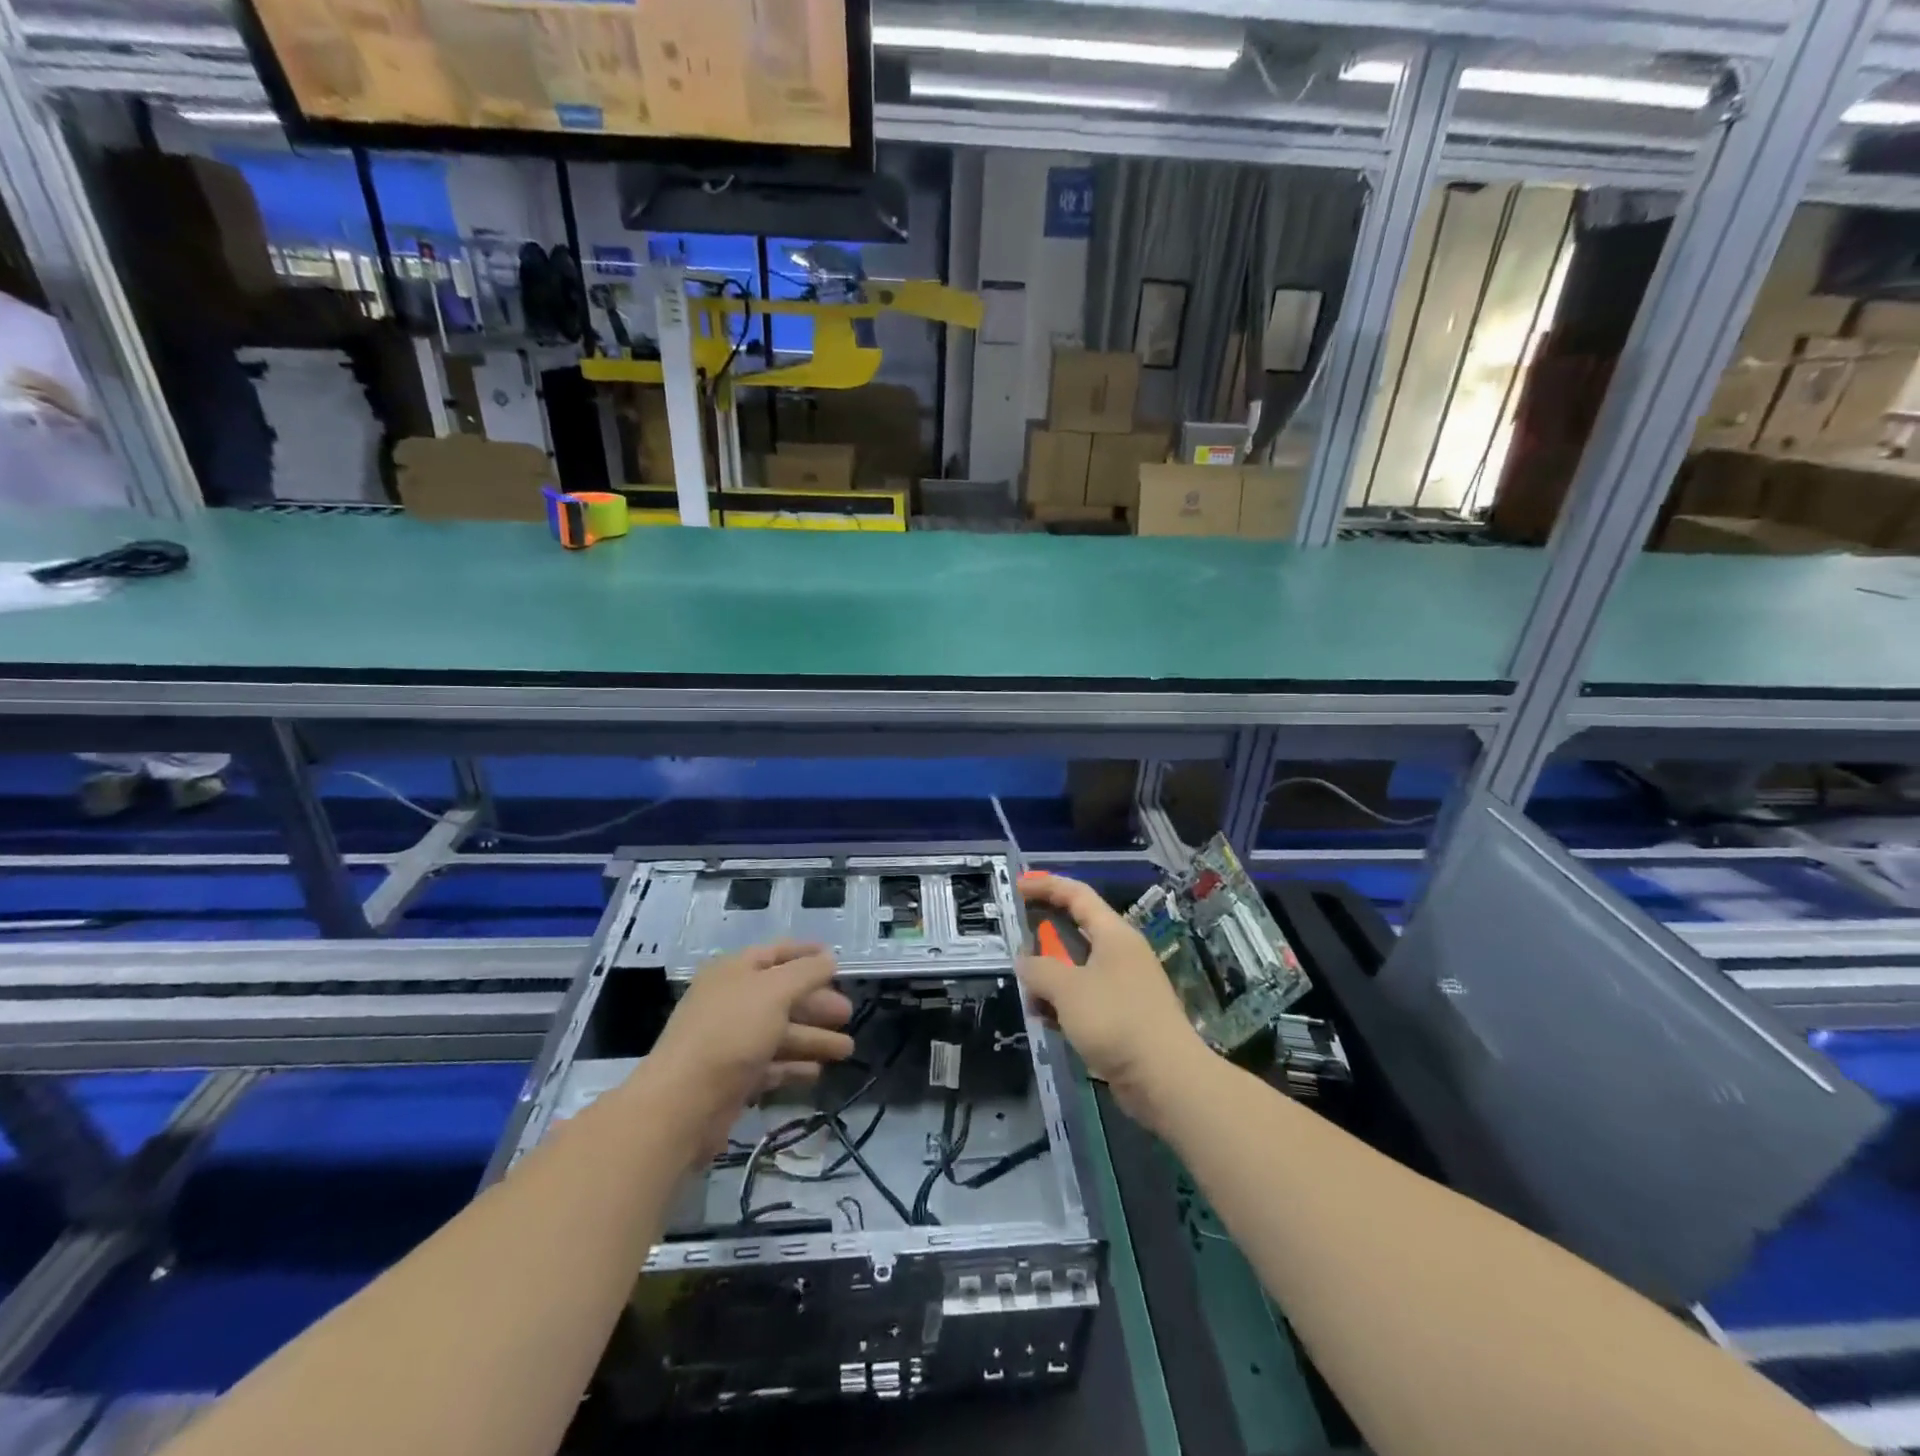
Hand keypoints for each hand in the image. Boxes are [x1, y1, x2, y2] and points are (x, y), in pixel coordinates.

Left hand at [645, 941, 853, 1160]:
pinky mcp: (733, 1079)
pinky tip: (817, 1071)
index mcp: (734, 972)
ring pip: (780, 1033)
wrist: (683, 1104)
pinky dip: (794, 1066)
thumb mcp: (775, 991)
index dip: (806, 953)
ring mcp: (731, 1042)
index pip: (776, 953)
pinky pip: (770, 1065)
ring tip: (847, 1049)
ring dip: (813, 1038)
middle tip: (847, 1013)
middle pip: (782, 996)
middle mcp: (731, 1002)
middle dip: (817, 1003)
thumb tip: (829, 958)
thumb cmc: (731, 1033)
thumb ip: (806, 972)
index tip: (837, 960)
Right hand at [1016, 873, 1212, 1129]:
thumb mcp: (1067, 989)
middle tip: (1015, 946)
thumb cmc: (1116, 1020)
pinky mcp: (1124, 1016)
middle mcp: (1121, 953)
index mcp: (1114, 934)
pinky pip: (1085, 998)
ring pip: (1077, 969)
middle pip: (1075, 931)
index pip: (1077, 895)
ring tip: (1028, 997)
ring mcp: (1124, 985)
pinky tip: (1047, 1021)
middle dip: (1043, 938)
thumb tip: (1024, 960)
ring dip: (1050, 979)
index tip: (1017, 887)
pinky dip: (1064, 1004)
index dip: (1046, 886)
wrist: (1166, 1079)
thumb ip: (1039, 969)